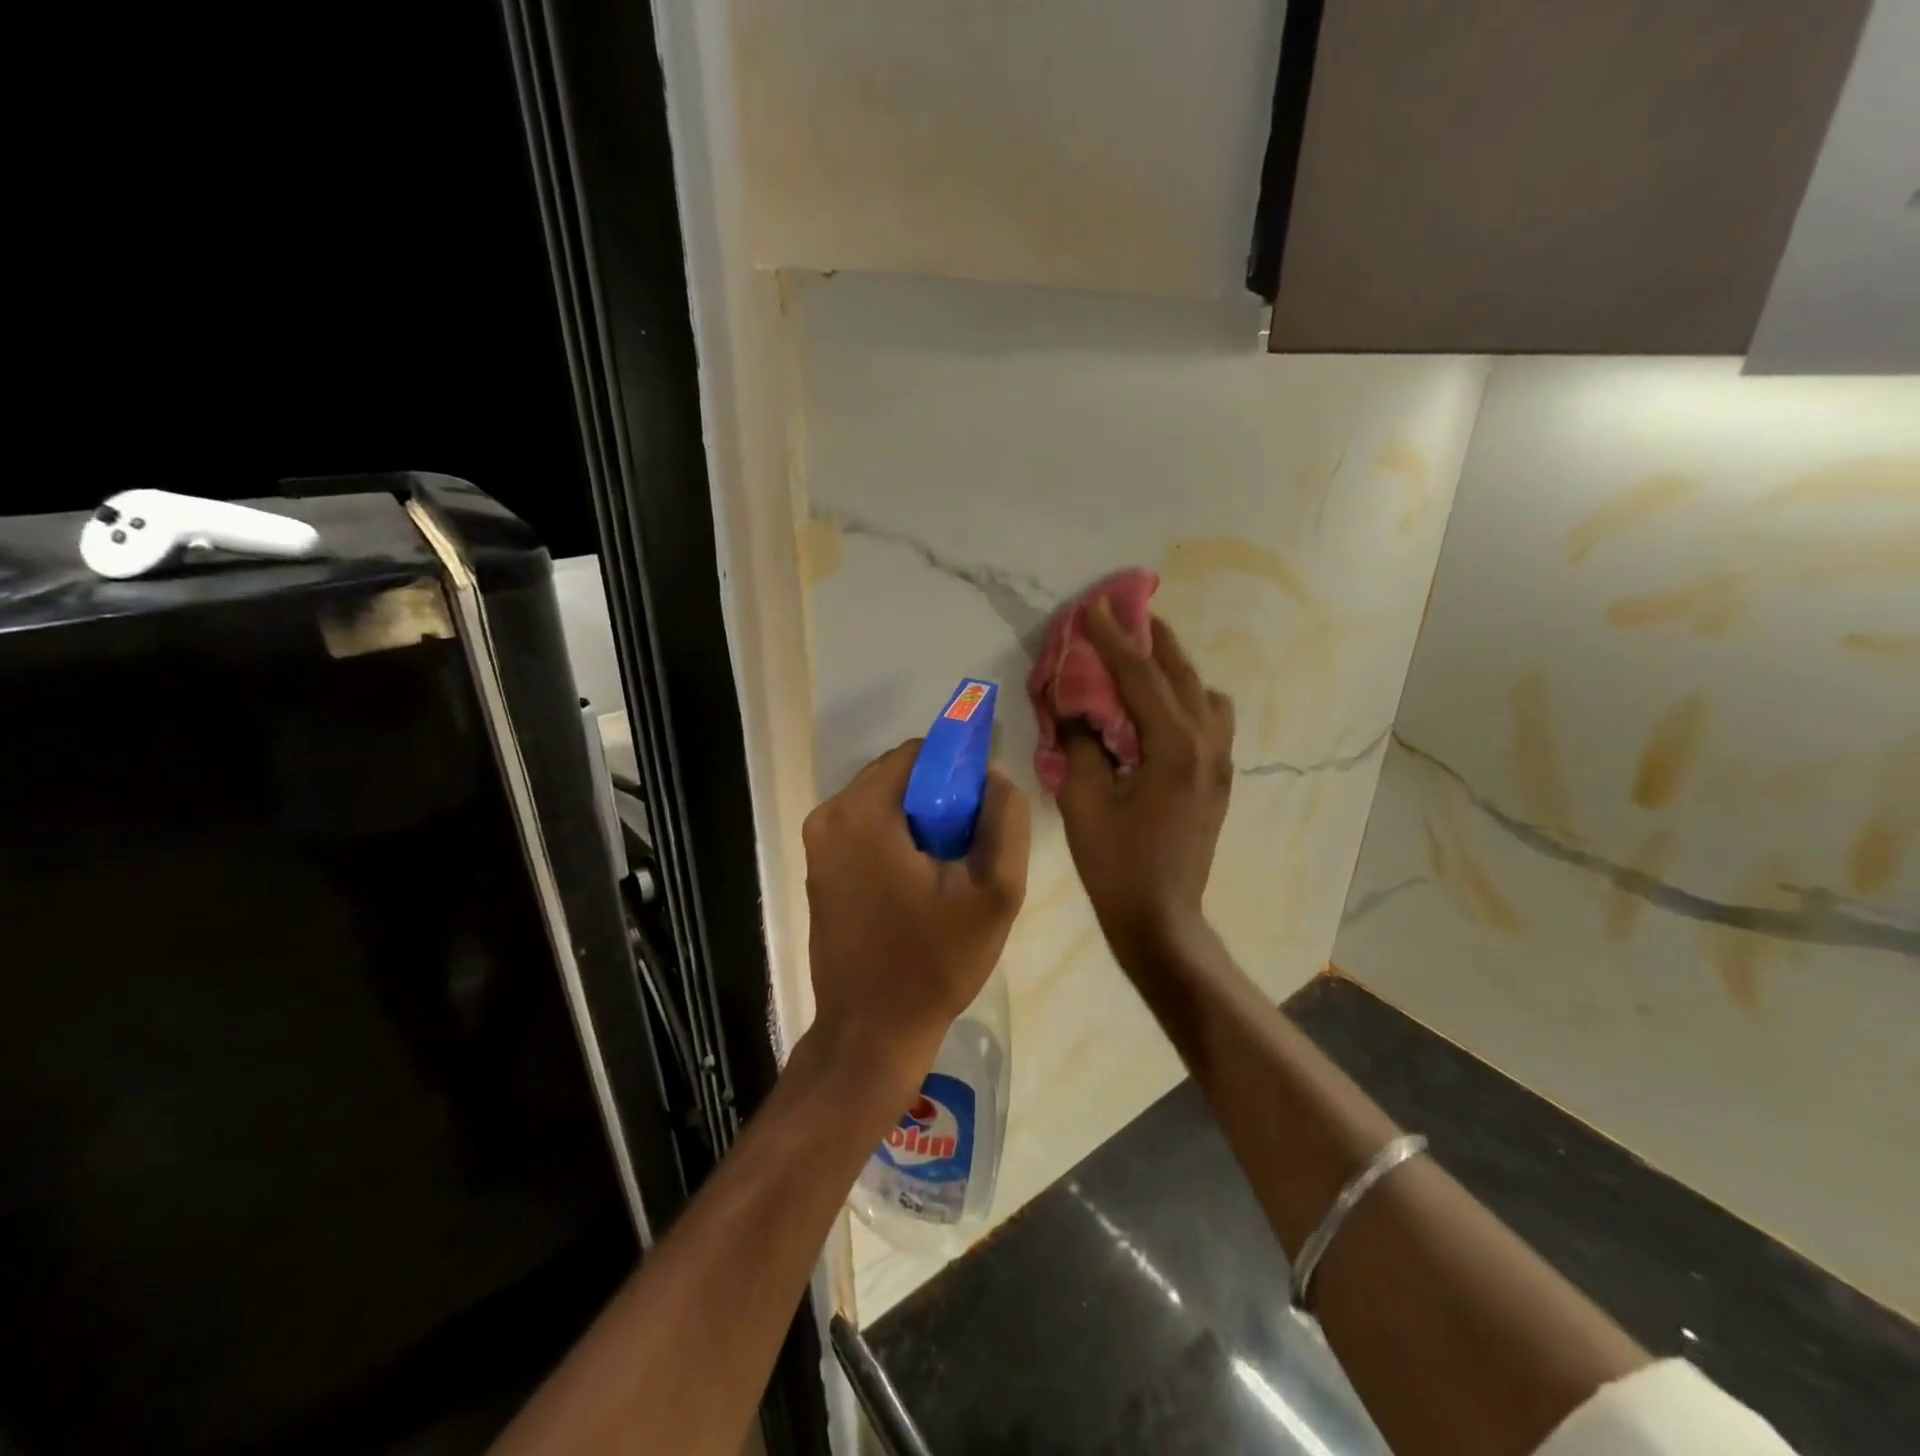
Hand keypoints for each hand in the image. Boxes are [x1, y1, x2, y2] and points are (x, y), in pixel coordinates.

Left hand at [803, 740, 1029, 1080]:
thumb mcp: (995, 893)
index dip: (958, 770)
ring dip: (917, 818)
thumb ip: (1005, 821)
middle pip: (896, 775)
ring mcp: (817, 844)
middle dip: (937, 796)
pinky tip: (918, 881)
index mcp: (863, 812)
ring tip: (948, 867)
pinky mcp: (817, 869)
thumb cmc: (934, 963)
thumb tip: (995, 773)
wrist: (871, 1033)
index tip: (983, 808)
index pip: (919, 753)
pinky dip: (894, 837)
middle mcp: (829, 816)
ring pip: (881, 801)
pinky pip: (863, 828)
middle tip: (969, 843)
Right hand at [1058, 600, 1235, 971]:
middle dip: (1153, 640)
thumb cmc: (1116, 864)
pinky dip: (1187, 700)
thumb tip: (1073, 706)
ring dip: (1175, 670)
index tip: (1095, 606)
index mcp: (1174, 747)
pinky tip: (1159, 712)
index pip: (1141, 676)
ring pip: (1205, 695)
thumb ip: (1080, 743)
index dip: (1114, 638)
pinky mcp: (1219, 780)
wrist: (1161, 919)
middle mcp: (1207, 745)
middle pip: (1183, 674)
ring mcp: (1220, 763)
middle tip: (1126, 615)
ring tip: (1142, 663)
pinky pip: (1211, 721)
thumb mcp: (1083, 801)